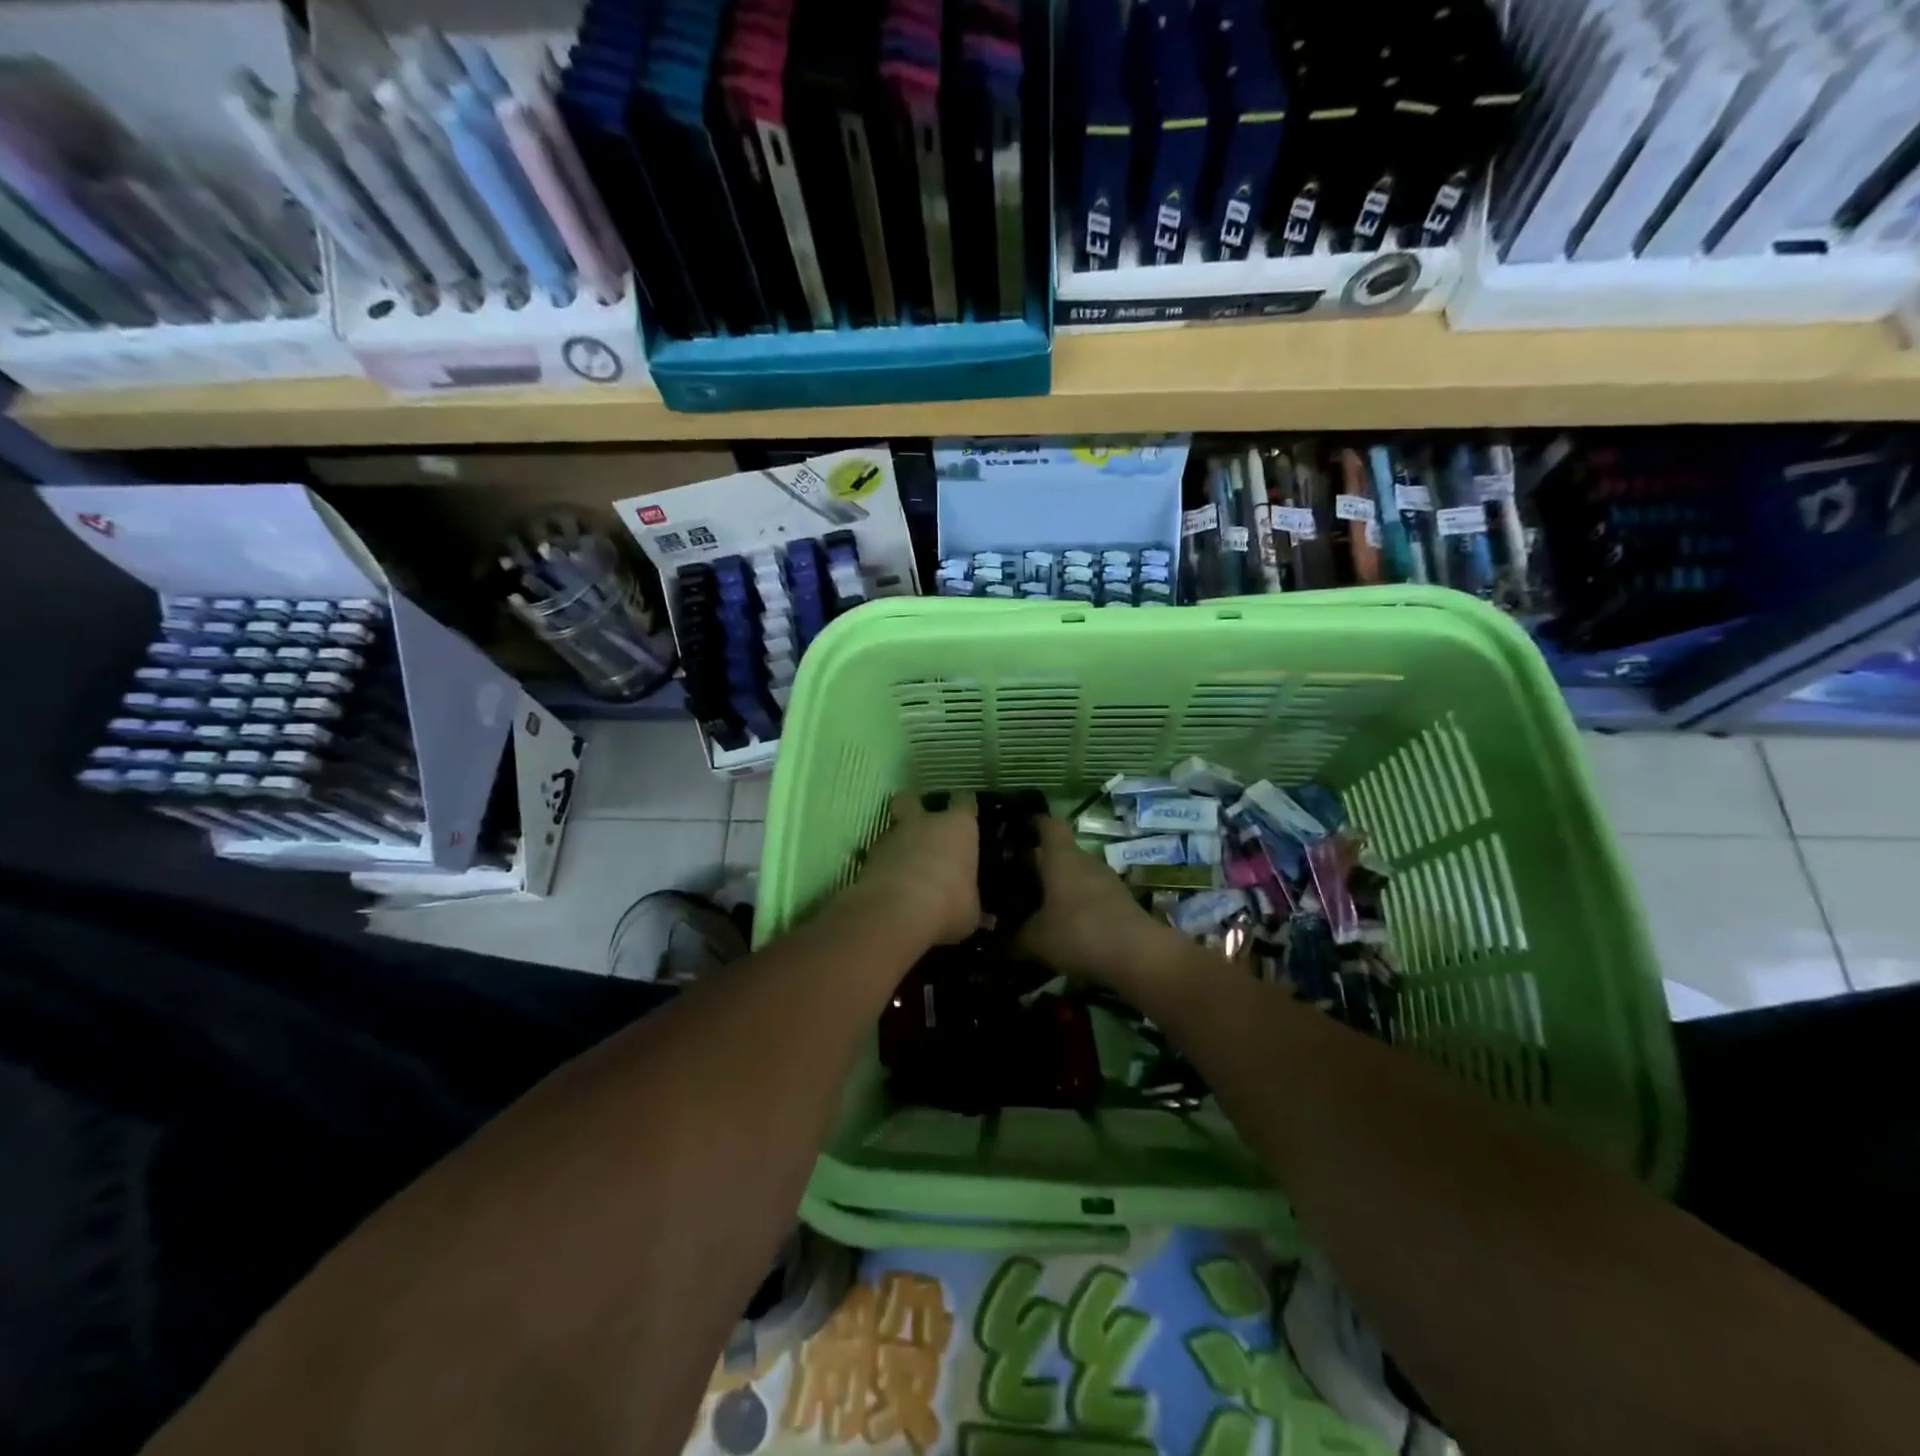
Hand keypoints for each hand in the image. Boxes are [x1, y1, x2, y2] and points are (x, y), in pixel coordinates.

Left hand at [847, 791, 981, 946]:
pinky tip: (888, 884)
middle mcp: (924, 823)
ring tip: (904, 864)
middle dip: (914, 806)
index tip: (966, 811)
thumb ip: (974, 908)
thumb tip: (986, 919)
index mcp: (957, 828)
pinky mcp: (867, 857)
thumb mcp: (970, 914)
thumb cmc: (947, 905)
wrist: (894, 914)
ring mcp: (892, 837)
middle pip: (913, 799)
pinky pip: (877, 855)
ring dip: (898, 842)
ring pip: (892, 827)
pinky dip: (882, 865)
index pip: (964, 801)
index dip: (964, 806)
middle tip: (921, 824)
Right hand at [1016, 816, 1184, 989]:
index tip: (1018, 828)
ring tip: (1038, 905)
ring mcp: (1107, 882)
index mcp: (1062, 858)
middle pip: (1061, 853)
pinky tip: (1065, 927)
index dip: (1034, 823)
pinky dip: (1077, 906)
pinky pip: (1092, 897)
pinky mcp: (1122, 903)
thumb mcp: (1036, 940)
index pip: (1048, 825)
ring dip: (1061, 887)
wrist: (1139, 956)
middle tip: (1016, 878)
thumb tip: (997, 944)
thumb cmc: (1079, 933)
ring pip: (1077, 876)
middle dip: (1041, 863)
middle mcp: (1086, 862)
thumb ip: (1014, 940)